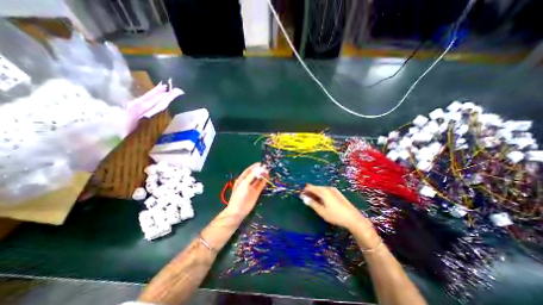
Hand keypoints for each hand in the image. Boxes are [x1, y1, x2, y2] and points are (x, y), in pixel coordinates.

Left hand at [226, 162, 266, 216]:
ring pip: (258, 180)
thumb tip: (259, 168)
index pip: (249, 170)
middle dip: (260, 171)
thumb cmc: (239, 196)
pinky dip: (264, 181)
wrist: (238, 210)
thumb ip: (251, 176)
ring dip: (263, 176)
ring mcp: (252, 187)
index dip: (254, 167)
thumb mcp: (244, 184)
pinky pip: (261, 185)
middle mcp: (247, 182)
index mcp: (242, 179)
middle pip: (254, 174)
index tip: (261, 163)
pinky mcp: (256, 192)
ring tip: (268, 172)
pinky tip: (267, 178)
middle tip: (266, 168)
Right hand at [299, 184, 370, 230]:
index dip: (305, 191)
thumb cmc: (335, 215)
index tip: (302, 196)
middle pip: (315, 187)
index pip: (310, 187)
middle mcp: (327, 188)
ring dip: (316, 193)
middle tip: (308, 201)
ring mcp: (333, 189)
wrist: (353, 218)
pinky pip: (326, 191)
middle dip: (310, 192)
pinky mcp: (337, 192)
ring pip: (321, 189)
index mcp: (323, 191)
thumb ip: (312, 203)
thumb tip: (303, 197)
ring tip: (315, 202)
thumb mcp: (321, 211)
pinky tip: (323, 201)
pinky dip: (322, 194)